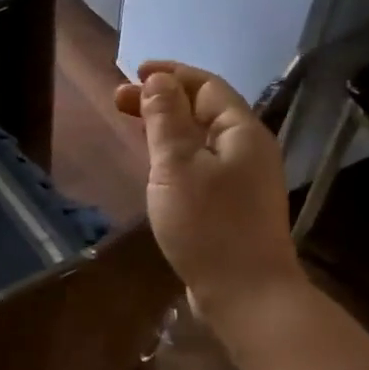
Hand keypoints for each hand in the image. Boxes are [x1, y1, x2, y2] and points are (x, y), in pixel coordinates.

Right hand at [114, 62, 302, 328]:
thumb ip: (166, 119)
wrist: (247, 295)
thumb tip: (158, 80)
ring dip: (167, 126)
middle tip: (120, 102)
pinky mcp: (233, 206)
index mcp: (241, 132)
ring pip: (201, 138)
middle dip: (163, 100)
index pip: (206, 85)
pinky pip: (202, 164)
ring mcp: (244, 180)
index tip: (133, 73)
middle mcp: (248, 149)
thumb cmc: (209, 225)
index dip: (170, 74)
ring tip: (134, 127)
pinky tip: (156, 166)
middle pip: (204, 110)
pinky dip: (176, 153)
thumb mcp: (177, 166)